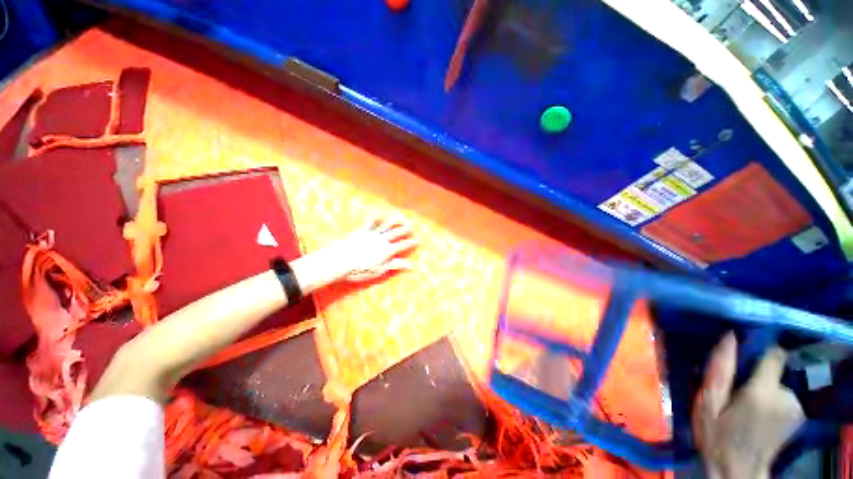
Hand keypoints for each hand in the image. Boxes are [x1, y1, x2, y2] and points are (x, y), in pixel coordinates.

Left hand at [335, 215, 417, 281]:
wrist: (341, 260)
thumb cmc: (360, 269)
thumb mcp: (380, 270)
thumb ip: (395, 265)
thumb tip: (411, 266)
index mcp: (387, 251)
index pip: (402, 245)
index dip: (411, 243)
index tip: (418, 240)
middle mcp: (382, 240)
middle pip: (396, 233)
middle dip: (405, 229)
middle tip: (412, 225)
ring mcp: (372, 234)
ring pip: (386, 225)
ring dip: (394, 221)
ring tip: (400, 216)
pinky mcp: (362, 232)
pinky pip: (370, 223)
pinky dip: (375, 217)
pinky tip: (378, 213)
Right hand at [692, 332, 804, 478]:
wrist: (738, 471)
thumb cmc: (717, 437)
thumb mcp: (706, 403)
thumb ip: (719, 370)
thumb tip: (729, 336)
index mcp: (762, 393)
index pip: (774, 354)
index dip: (759, 350)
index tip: (743, 354)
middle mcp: (786, 397)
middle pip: (774, 370)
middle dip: (755, 376)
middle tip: (736, 392)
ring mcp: (796, 408)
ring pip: (778, 384)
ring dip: (763, 389)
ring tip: (746, 406)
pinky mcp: (798, 415)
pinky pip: (783, 396)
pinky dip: (772, 401)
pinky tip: (760, 415)